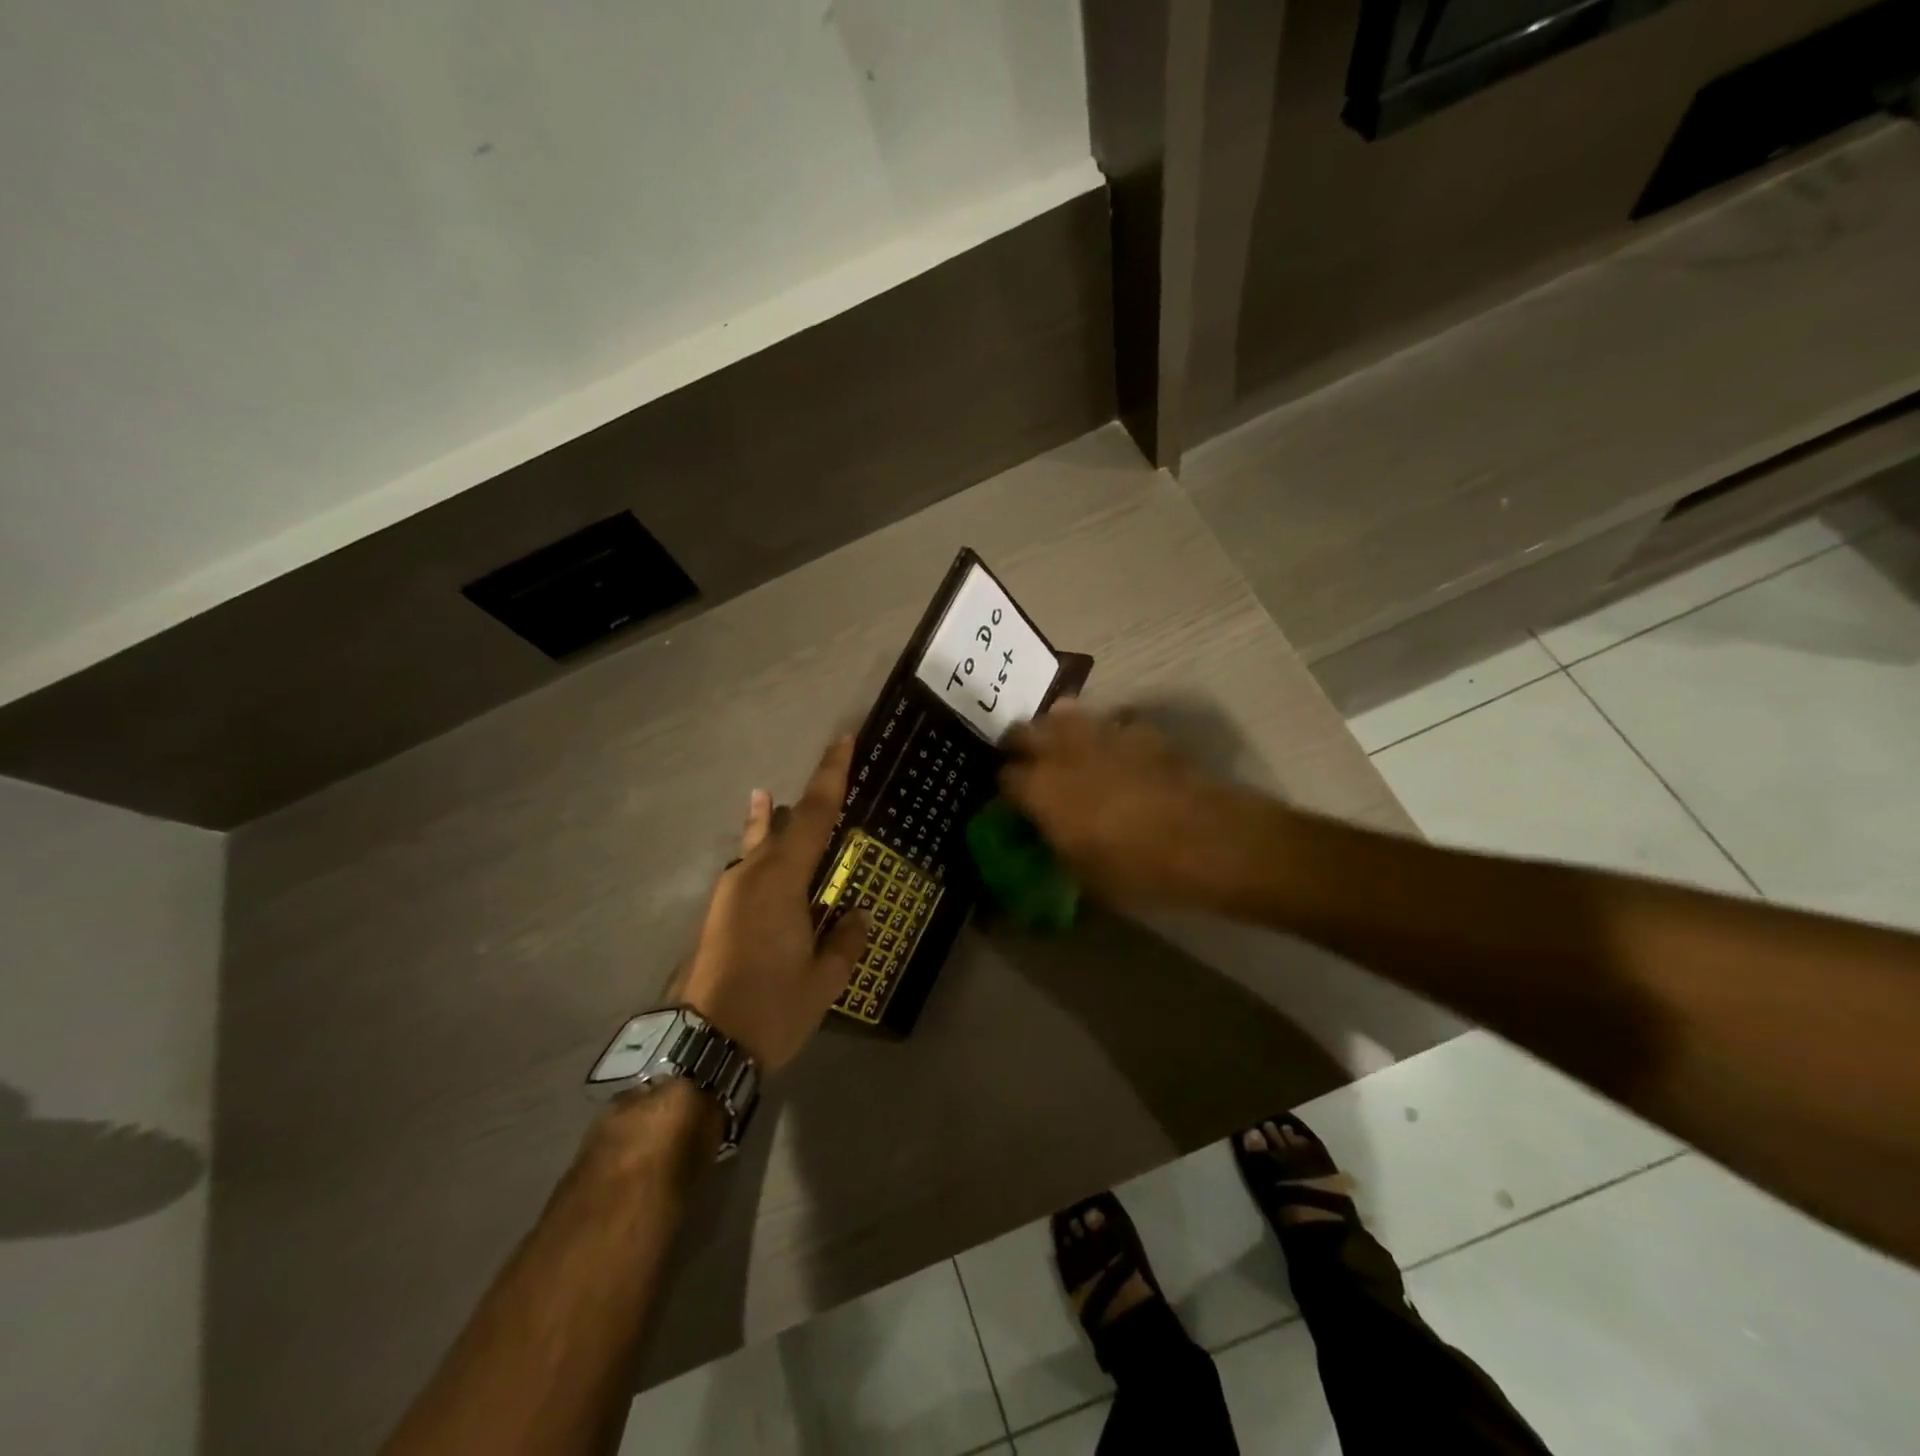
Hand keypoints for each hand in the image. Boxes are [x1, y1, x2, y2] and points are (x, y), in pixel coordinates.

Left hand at [677, 738, 869, 1073]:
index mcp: (781, 880)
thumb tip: (856, 914)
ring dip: (777, 826)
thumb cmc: (770, 1008)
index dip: (832, 775)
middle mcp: (751, 875)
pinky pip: (748, 869)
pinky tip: (764, 860)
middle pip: (785, 823)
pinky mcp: (718, 914)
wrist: (699, 1047)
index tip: (843, 739)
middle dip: (808, 801)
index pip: (816, 815)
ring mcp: (729, 894)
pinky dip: (761, 854)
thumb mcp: (824, 979)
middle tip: (831, 778)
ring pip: (759, 845)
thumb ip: (845, 941)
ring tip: (776, 802)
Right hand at [999, 702, 1273, 911]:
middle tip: (1029, 765)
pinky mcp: (1139, 729)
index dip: (1006, 789)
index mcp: (1040, 788)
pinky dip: (1105, 732)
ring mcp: (1101, 733)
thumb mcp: (1083, 874)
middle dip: (1020, 745)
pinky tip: (1117, 752)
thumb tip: (1048, 836)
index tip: (1014, 802)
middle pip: (1023, 731)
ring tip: (1067, 750)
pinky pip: (1110, 721)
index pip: (1004, 777)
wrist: (1207, 839)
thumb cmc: (1137, 867)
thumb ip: (1056, 845)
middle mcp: (1062, 751)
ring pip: (1063, 713)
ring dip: (1058, 729)